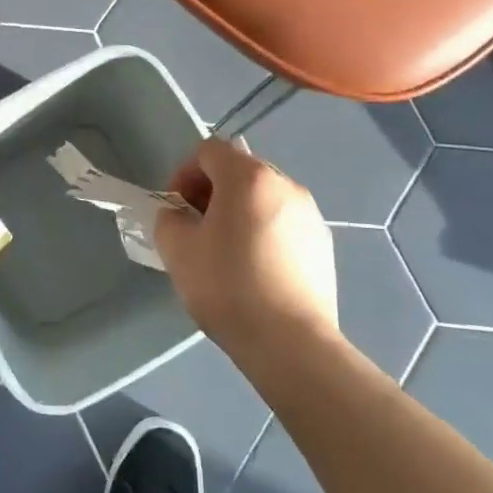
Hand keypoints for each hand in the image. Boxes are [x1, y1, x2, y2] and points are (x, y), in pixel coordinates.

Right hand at [153, 137, 339, 369]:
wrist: (290, 342)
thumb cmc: (228, 287)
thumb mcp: (178, 251)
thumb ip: (169, 220)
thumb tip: (180, 216)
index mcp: (248, 178)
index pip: (209, 150)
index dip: (184, 174)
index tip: (177, 210)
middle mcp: (285, 185)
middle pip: (239, 171)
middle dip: (211, 193)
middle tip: (196, 231)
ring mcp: (310, 214)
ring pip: (263, 199)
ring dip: (239, 213)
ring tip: (226, 254)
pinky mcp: (323, 244)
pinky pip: (284, 224)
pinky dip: (264, 234)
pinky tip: (256, 272)